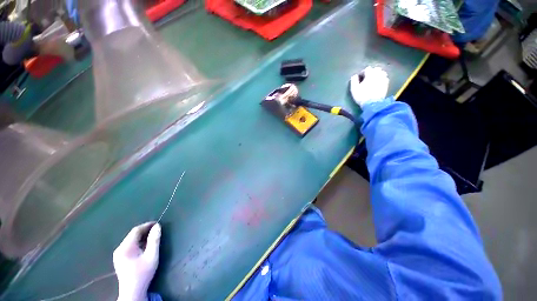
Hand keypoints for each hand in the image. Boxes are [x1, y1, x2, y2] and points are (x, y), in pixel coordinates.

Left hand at [114, 222, 160, 300]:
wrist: (133, 291)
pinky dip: (138, 242)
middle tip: (156, 230)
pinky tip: (144, 246)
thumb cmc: (143, 273)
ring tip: (152, 237)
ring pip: (131, 240)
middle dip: (145, 231)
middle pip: (132, 235)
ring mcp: (118, 254)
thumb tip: (157, 226)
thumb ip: (154, 240)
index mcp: (126, 247)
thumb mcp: (152, 255)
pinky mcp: (119, 258)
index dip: (147, 225)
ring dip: (142, 237)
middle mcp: (119, 249)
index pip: (136, 230)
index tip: (158, 224)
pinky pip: (129, 245)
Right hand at [349, 66, 389, 106]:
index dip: (362, 72)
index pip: (367, 69)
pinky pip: (385, 78)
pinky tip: (378, 83)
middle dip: (371, 72)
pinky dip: (381, 78)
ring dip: (377, 74)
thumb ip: (353, 80)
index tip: (359, 77)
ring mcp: (383, 79)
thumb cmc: (362, 96)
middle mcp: (378, 74)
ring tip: (373, 79)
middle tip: (366, 77)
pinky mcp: (386, 84)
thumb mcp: (354, 89)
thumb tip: (354, 76)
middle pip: (376, 69)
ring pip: (381, 72)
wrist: (372, 104)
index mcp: (370, 74)